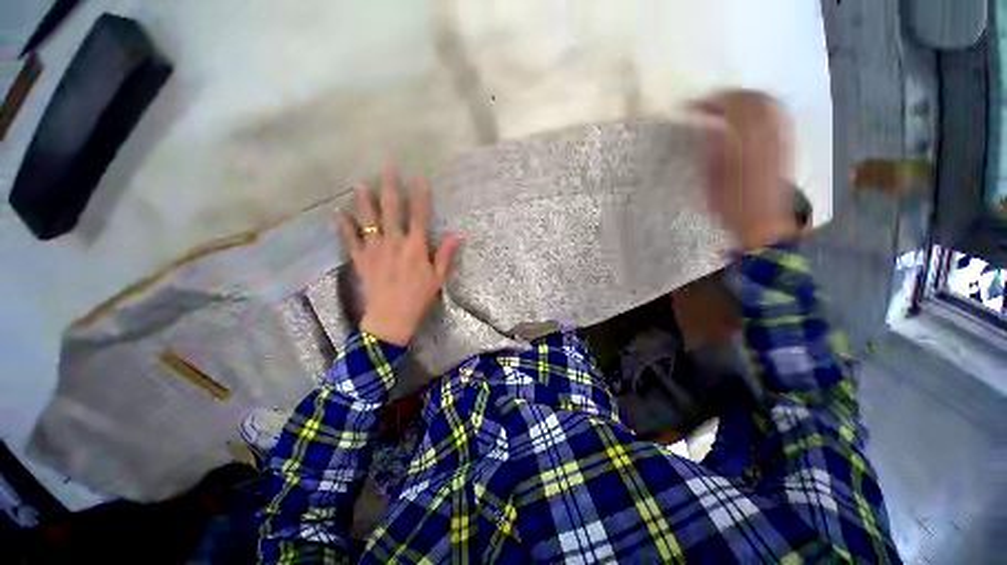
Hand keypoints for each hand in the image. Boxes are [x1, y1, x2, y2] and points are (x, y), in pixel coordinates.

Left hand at [336, 165, 462, 345]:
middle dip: (391, 187)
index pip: (419, 216)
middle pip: (392, 210)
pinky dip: (343, 227)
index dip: (420, 196)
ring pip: (369, 220)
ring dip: (365, 201)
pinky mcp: (361, 260)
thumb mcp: (438, 278)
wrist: (391, 318)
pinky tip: (337, 213)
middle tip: (387, 166)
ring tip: (360, 183)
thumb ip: (446, 254)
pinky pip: (351, 240)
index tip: (419, 177)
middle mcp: (394, 243)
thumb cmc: (419, 298)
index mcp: (415, 247)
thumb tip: (459, 234)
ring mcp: (375, 250)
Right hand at [695, 90, 797, 250]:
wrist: (764, 223)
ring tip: (728, 104)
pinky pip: (778, 114)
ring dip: (747, 98)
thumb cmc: (732, 207)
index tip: (695, 106)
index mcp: (747, 145)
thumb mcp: (713, 182)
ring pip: (768, 103)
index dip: (713, 102)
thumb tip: (708, 126)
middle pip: (754, 100)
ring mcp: (781, 138)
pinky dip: (762, 107)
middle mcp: (769, 136)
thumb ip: (713, 151)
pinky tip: (749, 115)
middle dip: (730, 95)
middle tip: (710, 101)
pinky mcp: (786, 143)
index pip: (733, 109)